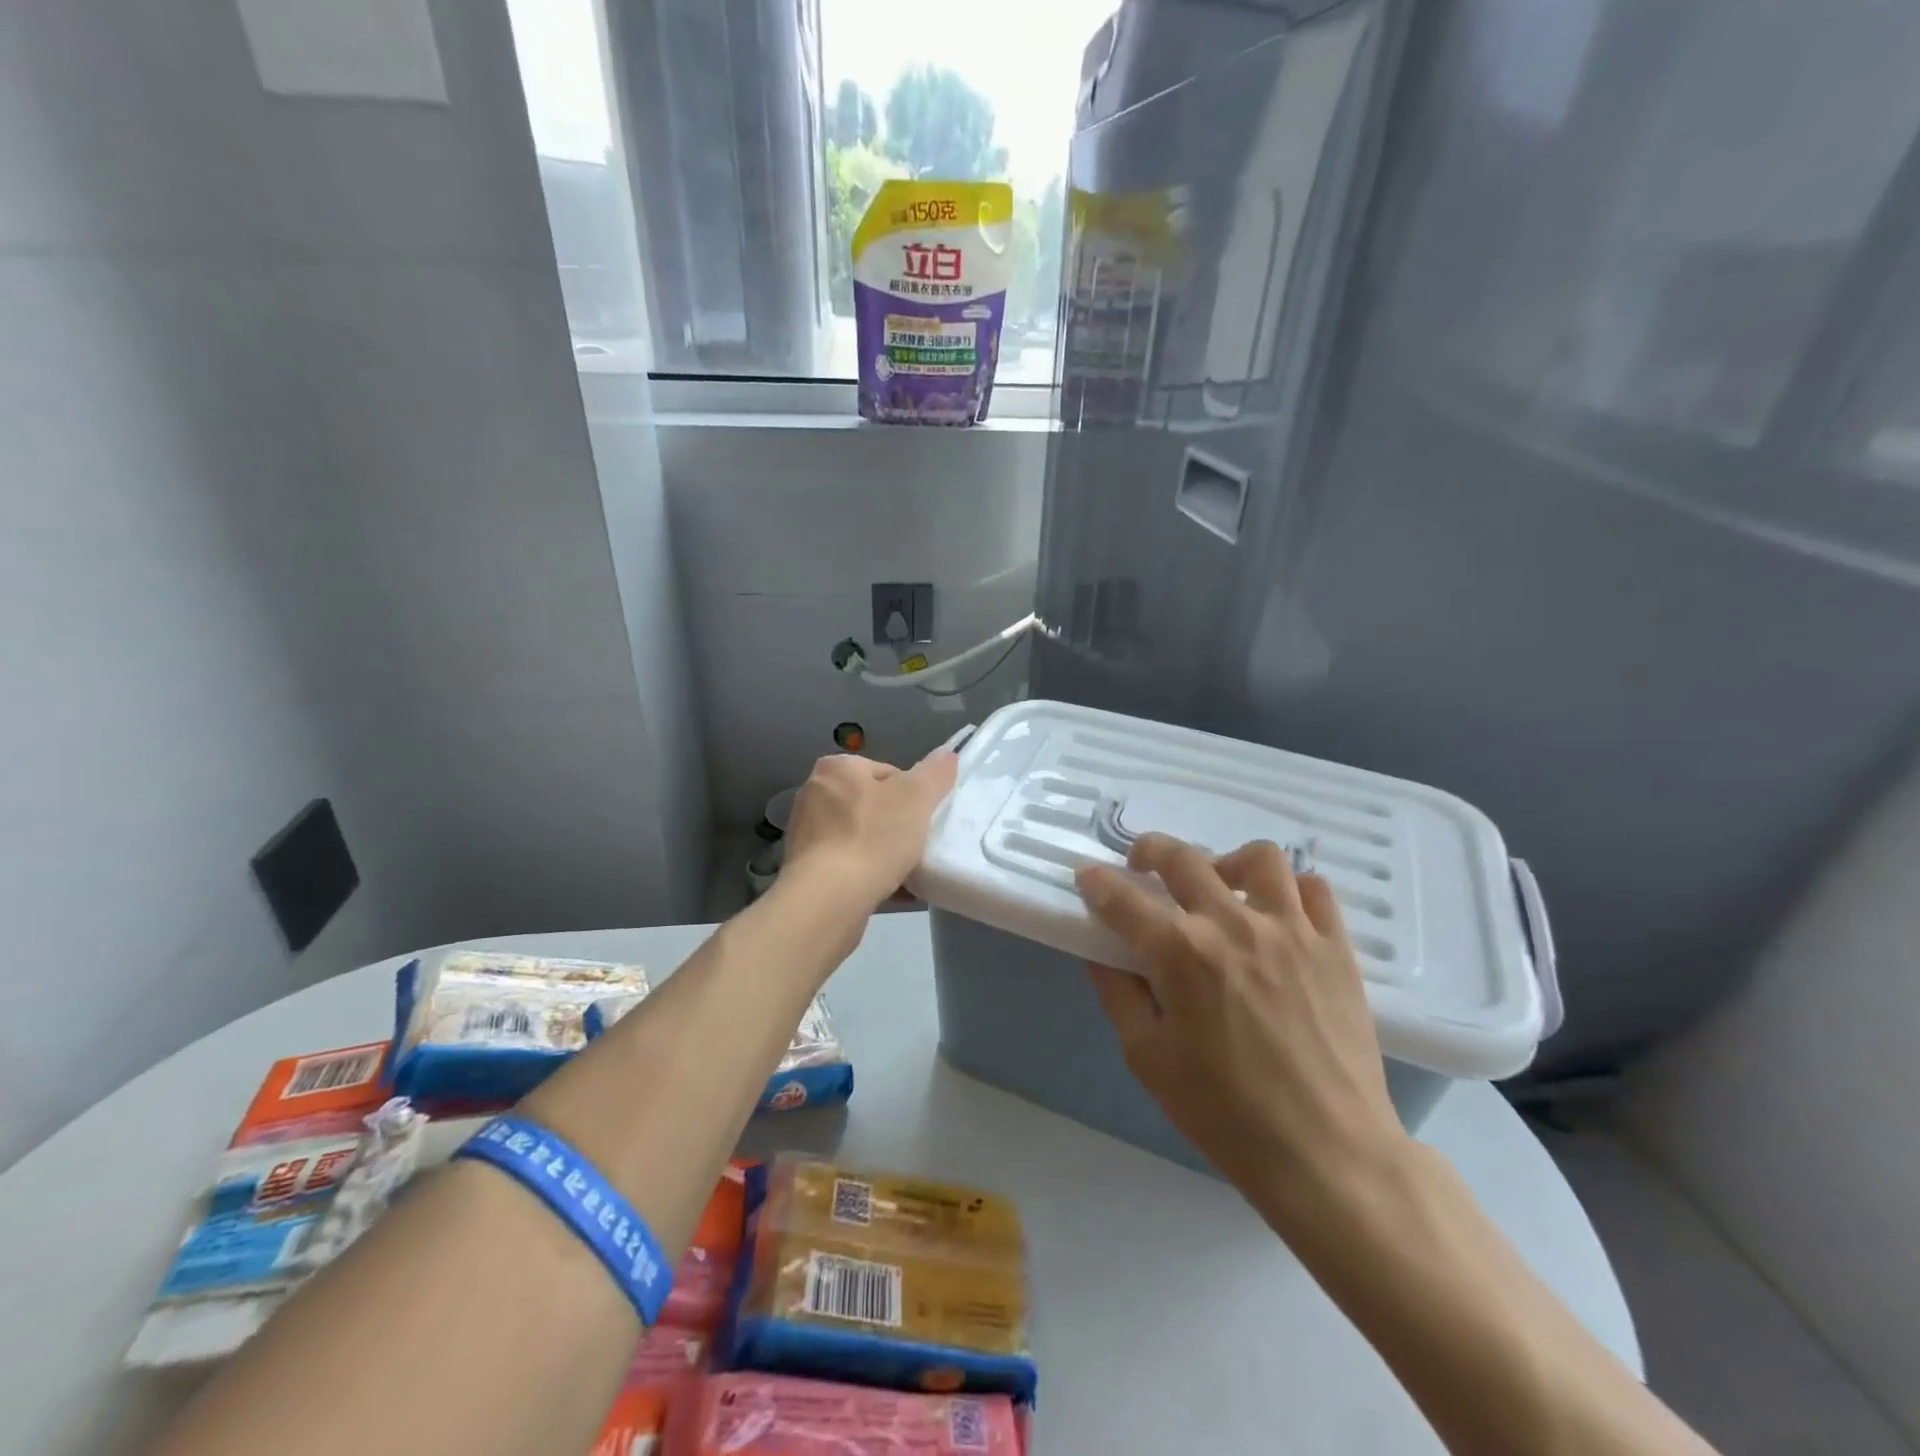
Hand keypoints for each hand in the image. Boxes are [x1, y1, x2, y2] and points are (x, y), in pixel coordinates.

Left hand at [781, 751, 958, 911]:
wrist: (828, 900)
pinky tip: (892, 891)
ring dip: (885, 853)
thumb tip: (947, 755)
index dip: (913, 796)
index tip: (923, 820)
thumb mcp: (916, 798)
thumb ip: (934, 774)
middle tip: (918, 846)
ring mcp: (807, 834)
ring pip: (861, 837)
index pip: (888, 772)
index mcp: (837, 768)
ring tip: (909, 873)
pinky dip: (869, 874)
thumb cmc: (872, 839)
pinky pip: (848, 865)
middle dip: (898, 826)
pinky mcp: (806, 869)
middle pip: (872, 805)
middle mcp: (814, 794)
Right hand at [1075, 835, 1408, 1223]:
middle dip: (1149, 851)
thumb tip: (1102, 954)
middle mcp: (1233, 925)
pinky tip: (1276, 912)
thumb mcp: (1148, 1059)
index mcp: (1180, 953)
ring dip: (1227, 862)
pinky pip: (1314, 889)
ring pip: (1258, 858)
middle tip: (1141, 865)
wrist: (1327, 1154)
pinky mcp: (1335, 948)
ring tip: (1219, 885)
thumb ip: (1119, 995)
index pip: (1123, 899)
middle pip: (1182, 859)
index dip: (1097, 883)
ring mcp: (1291, 931)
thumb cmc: (1225, 1113)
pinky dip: (1290, 889)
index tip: (1087, 876)